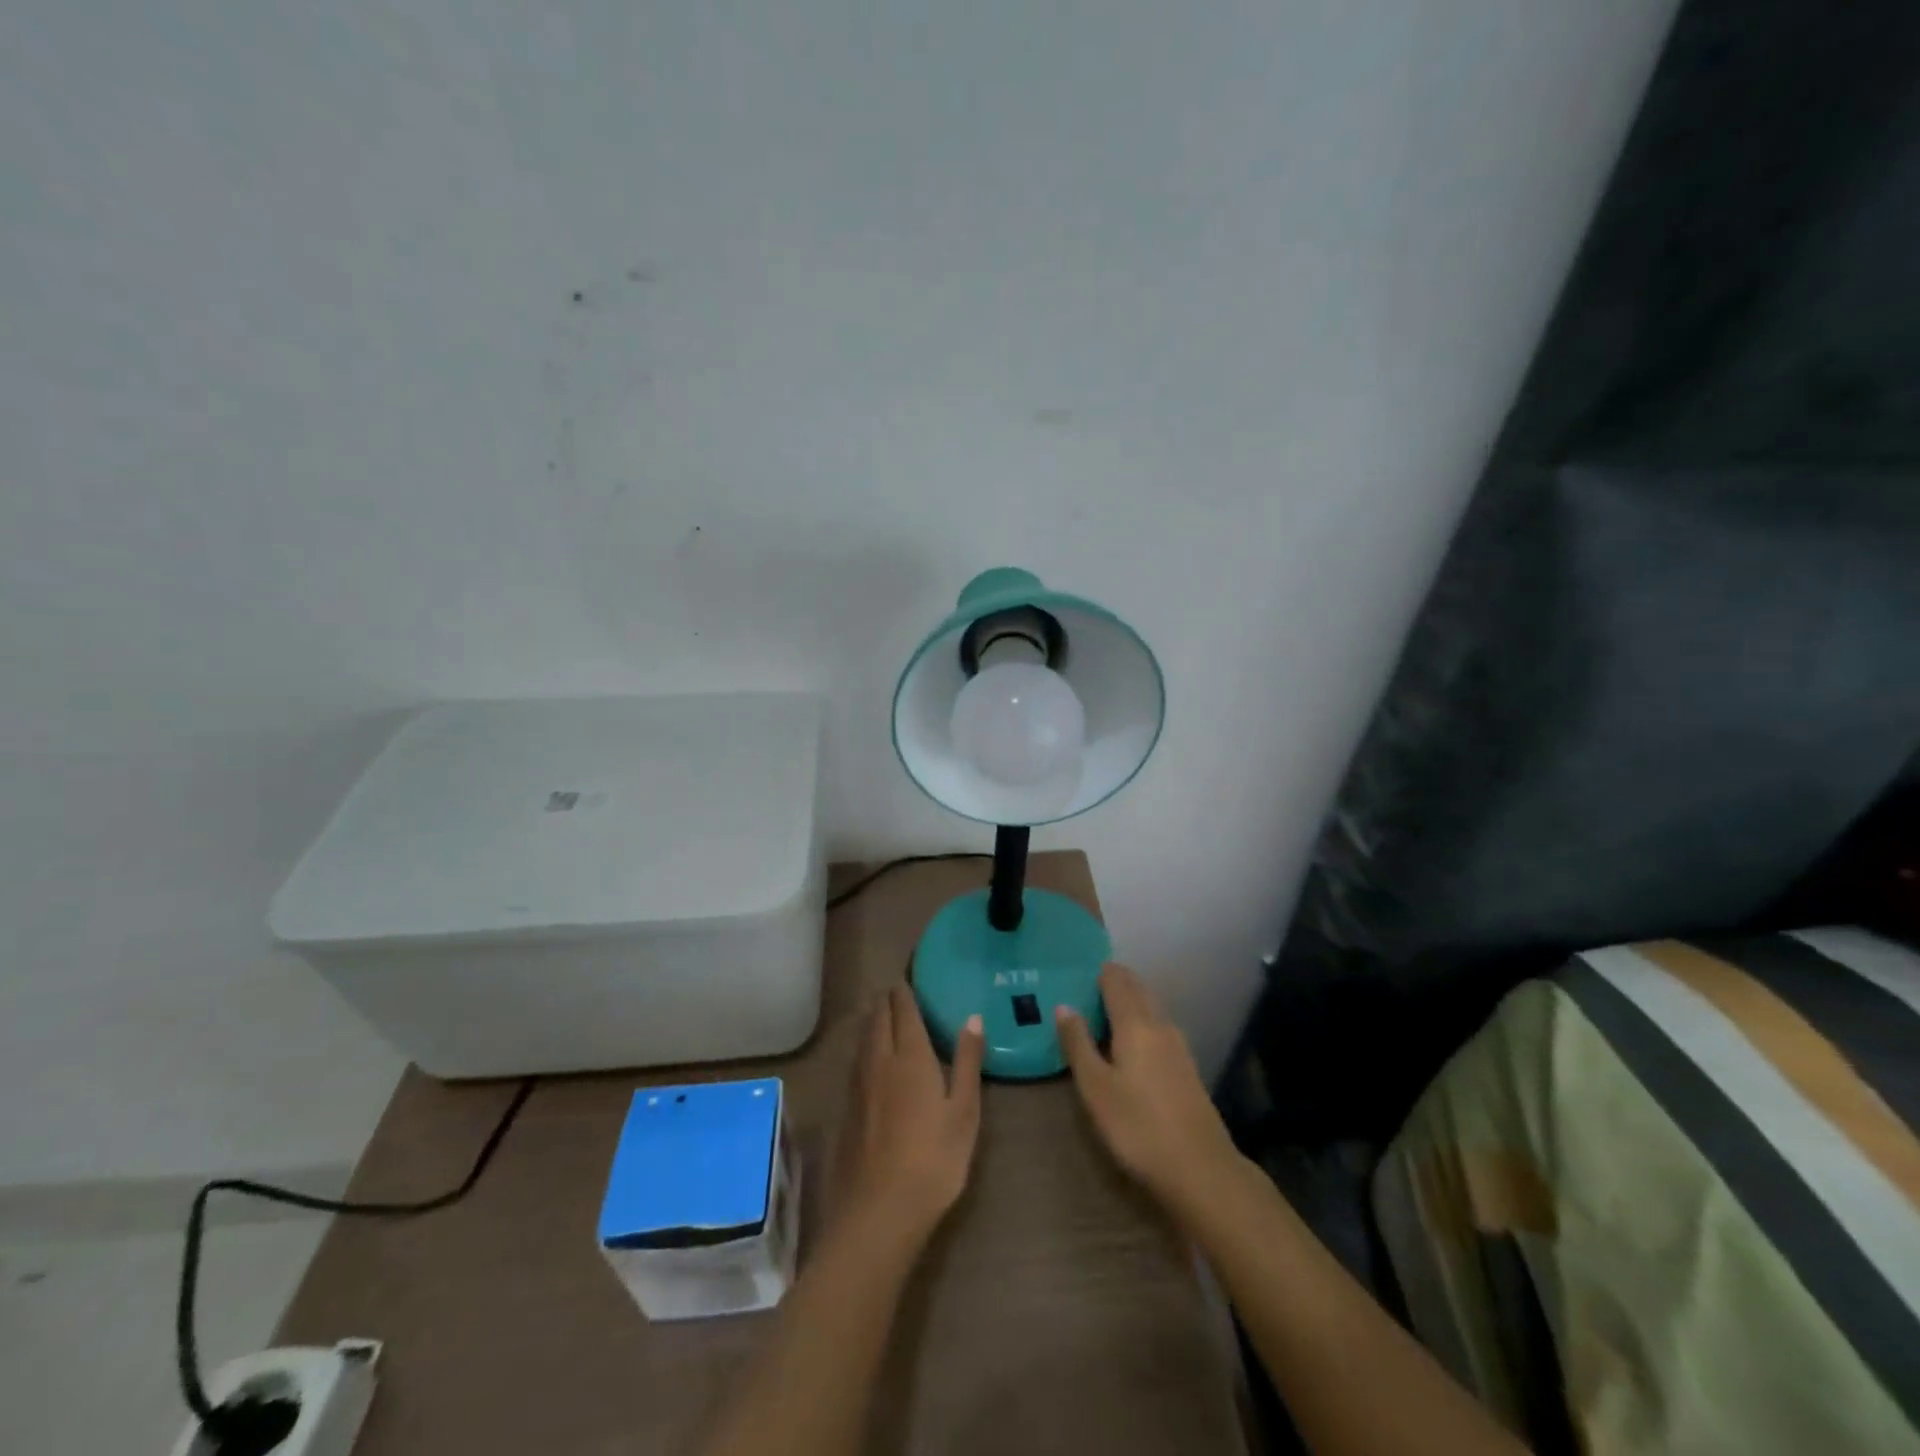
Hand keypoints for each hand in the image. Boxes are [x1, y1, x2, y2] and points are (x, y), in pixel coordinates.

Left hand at [837, 986, 984, 1245]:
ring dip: (872, 1019)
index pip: (903, 1010)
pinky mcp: (847, 1107)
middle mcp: (880, 1060)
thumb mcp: (964, 1111)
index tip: (907, 979)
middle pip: (878, 1018)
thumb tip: (973, 1017)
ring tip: (880, 1012)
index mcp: (910, 1056)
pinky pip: (855, 1060)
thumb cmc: (934, 1159)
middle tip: (894, 991)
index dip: (904, 991)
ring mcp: (859, 1084)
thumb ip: (968, 1061)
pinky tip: (869, 1056)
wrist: (880, 1210)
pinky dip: (863, 1045)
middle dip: (885, 1000)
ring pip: (863, 1037)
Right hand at [1057, 964, 1244, 1215]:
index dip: (1098, 971)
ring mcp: (1178, 1046)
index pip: (1116, 980)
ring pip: (1151, 1008)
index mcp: (1135, 1023)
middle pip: (1137, 989)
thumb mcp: (1095, 1088)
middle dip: (1114, 982)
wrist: (1201, 1169)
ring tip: (1102, 1013)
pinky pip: (1159, 1028)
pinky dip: (1141, 1022)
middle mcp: (1160, 1025)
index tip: (1077, 973)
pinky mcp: (1187, 1067)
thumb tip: (1063, 1006)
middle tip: (1085, 989)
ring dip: (1129, 1002)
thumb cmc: (1138, 1126)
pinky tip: (1130, 1044)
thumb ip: (1078, 1044)